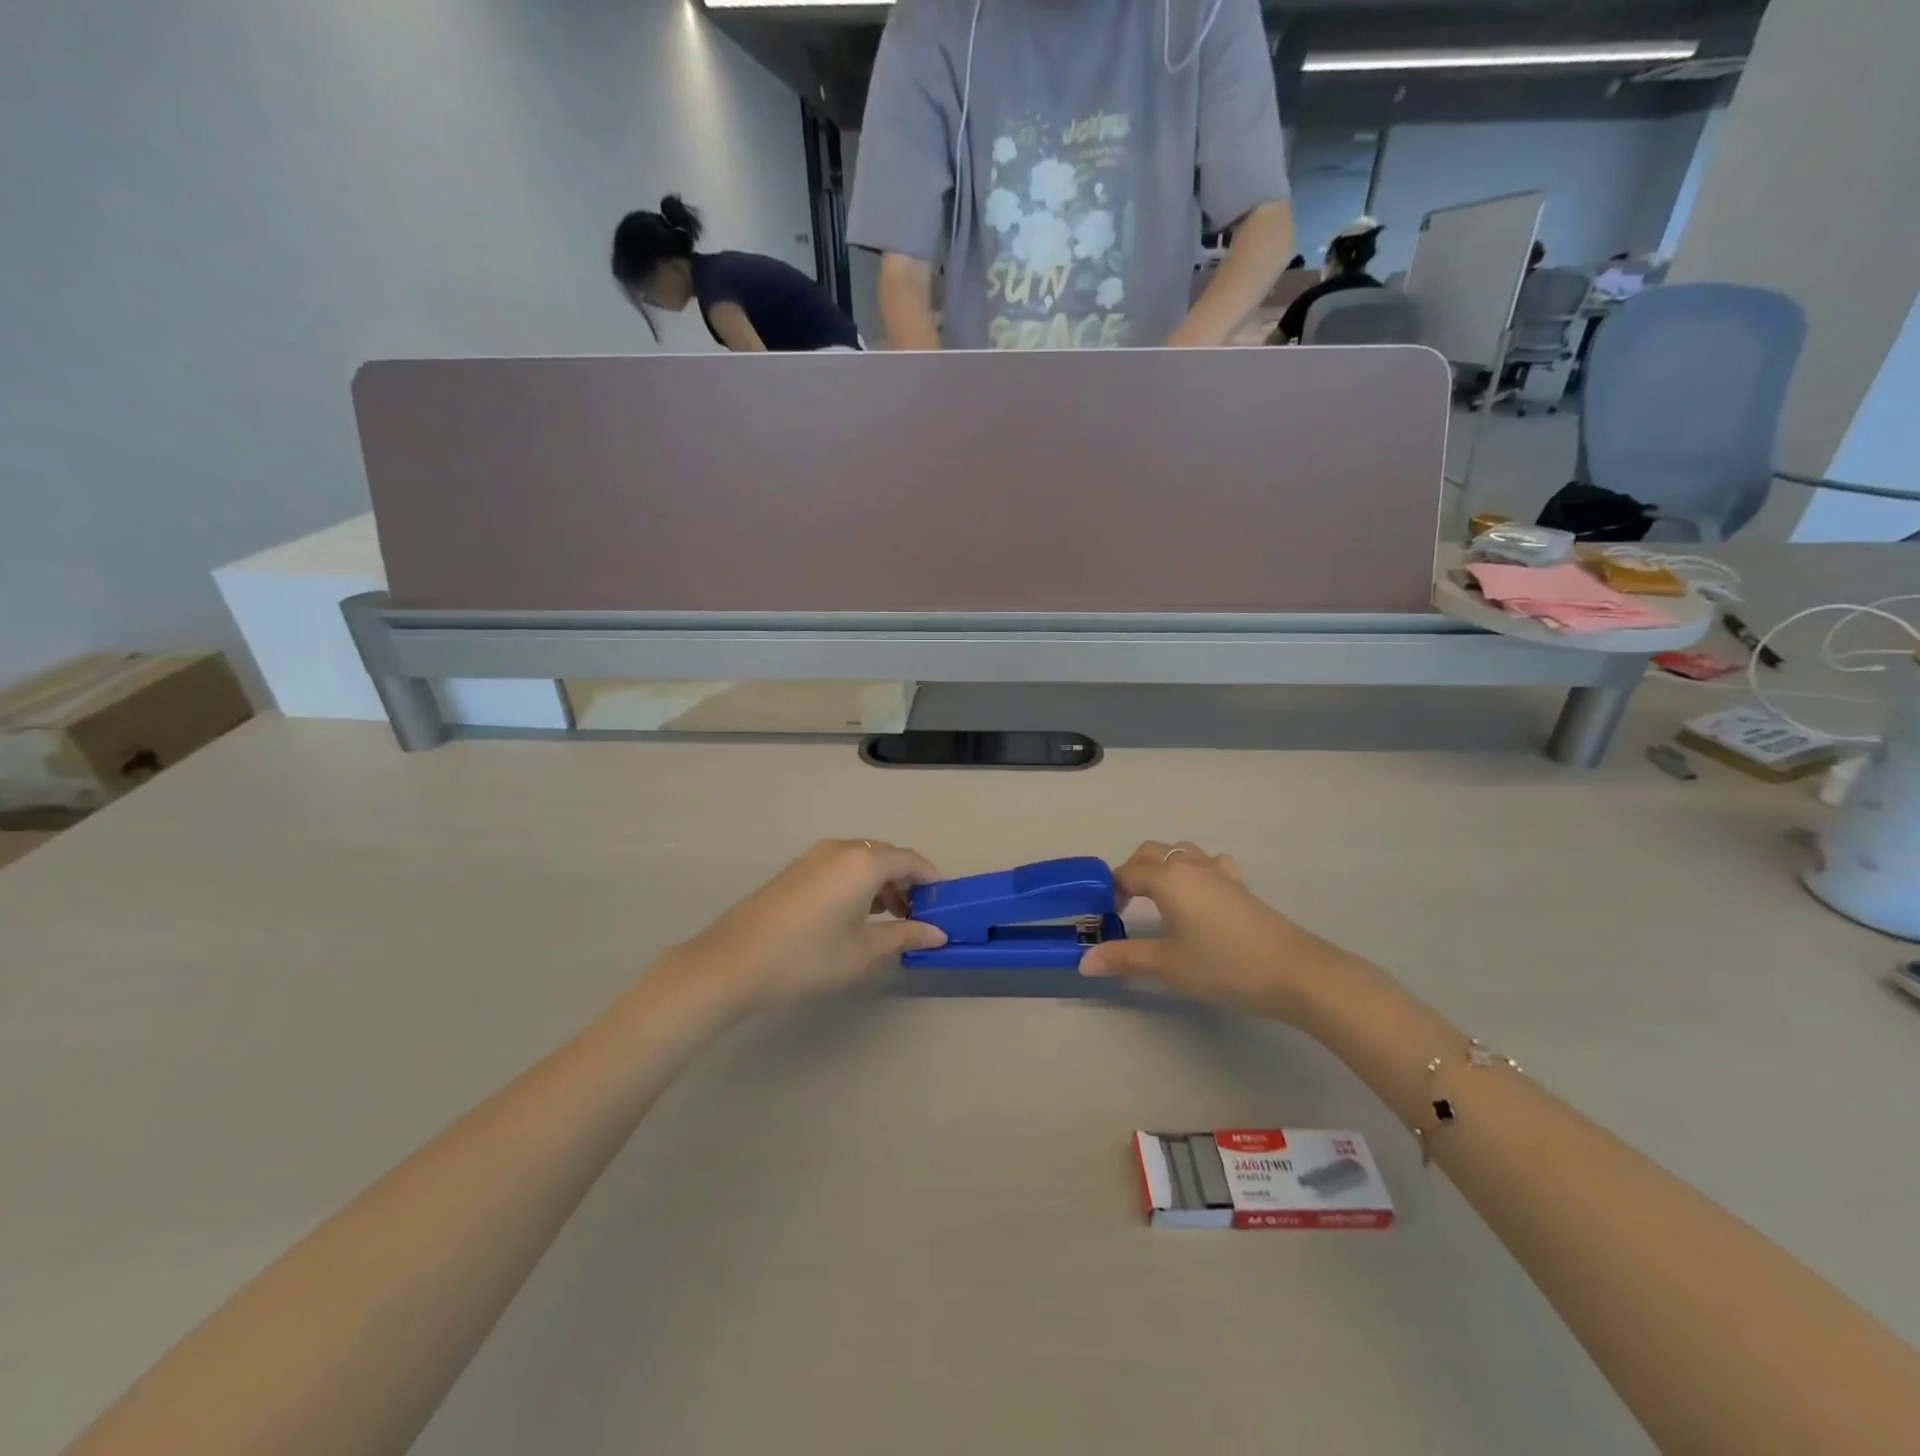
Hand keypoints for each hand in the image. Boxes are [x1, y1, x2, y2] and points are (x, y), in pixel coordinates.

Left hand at [665, 839, 946, 1008]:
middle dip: (907, 883)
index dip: (932, 882)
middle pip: (887, 857)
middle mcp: (841, 849)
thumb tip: (937, 933)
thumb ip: (904, 936)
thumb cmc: (807, 957)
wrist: (733, 962)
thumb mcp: (863, 952)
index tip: (943, 906)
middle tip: (917, 918)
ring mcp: (814, 856)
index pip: (911, 861)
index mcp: (863, 862)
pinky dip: (858, 884)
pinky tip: (855, 916)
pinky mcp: (796, 870)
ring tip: (889, 921)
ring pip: (862, 861)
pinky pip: (840, 867)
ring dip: (882, 884)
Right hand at [1078, 840, 1362, 1023]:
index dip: (1112, 890)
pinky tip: (1199, 896)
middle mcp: (1190, 865)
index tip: (1106, 915)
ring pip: (1181, 852)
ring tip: (1159, 897)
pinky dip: (1193, 871)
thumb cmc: (1222, 965)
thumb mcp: (1167, 965)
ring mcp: (1219, 872)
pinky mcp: (1240, 885)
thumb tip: (1084, 962)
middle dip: (1133, 871)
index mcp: (1167, 878)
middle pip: (1152, 853)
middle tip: (1126, 904)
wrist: (1293, 971)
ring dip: (1163, 866)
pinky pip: (1208, 863)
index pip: (1127, 873)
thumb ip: (1124, 958)